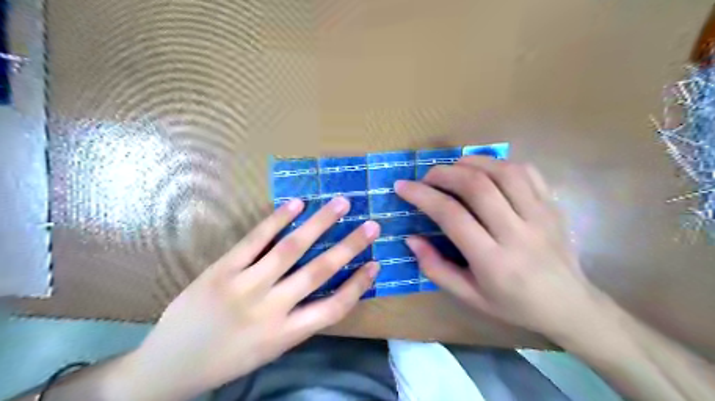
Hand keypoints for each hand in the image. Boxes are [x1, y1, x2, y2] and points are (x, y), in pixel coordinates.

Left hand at [118, 197, 379, 400]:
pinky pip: (255, 240)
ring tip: (340, 203)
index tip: (376, 263)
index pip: (334, 308)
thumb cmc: (227, 359)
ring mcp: (245, 286)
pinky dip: (277, 219)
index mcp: (286, 334)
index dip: (358, 284)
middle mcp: (271, 308)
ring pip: (291, 249)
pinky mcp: (222, 270)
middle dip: (350, 246)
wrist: (169, 366)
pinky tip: (296, 204)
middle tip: (371, 224)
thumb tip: (324, 289)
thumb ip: (298, 320)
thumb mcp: (271, 349)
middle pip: (319, 272)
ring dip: (319, 224)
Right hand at [393, 157, 598, 338]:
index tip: (403, 186)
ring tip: (453, 169)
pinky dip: (500, 163)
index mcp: (493, 262)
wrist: (570, 306)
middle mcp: (517, 234)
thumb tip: (411, 238)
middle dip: (443, 173)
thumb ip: (435, 268)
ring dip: (471, 163)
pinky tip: (485, 170)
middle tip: (426, 177)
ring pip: (503, 172)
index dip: (422, 196)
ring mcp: (540, 216)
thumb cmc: (513, 305)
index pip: (452, 216)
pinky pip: (526, 172)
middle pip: (477, 186)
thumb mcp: (468, 296)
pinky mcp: (553, 206)